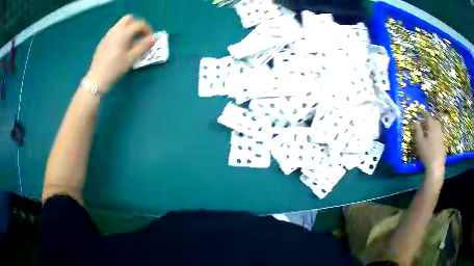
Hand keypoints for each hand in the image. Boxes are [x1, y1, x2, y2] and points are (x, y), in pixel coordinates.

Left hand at [86, 15, 154, 92]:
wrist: (96, 79)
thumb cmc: (115, 69)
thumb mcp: (131, 58)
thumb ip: (143, 46)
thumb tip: (153, 38)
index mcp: (123, 33)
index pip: (139, 24)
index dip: (147, 29)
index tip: (150, 39)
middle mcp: (115, 30)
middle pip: (129, 19)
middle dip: (137, 25)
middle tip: (140, 36)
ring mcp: (107, 35)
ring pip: (121, 24)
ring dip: (128, 29)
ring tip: (131, 42)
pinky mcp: (103, 41)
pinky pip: (114, 32)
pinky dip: (121, 34)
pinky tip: (121, 47)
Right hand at [414, 115, 445, 175]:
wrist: (436, 166)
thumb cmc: (427, 153)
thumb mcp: (419, 142)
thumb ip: (417, 131)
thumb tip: (415, 121)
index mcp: (432, 128)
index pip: (429, 118)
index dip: (425, 118)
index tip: (422, 122)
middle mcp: (438, 130)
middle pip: (435, 122)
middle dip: (431, 122)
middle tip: (426, 127)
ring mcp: (442, 138)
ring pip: (439, 129)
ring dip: (435, 129)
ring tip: (430, 135)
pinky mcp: (443, 145)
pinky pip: (440, 137)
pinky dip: (437, 137)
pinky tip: (434, 144)